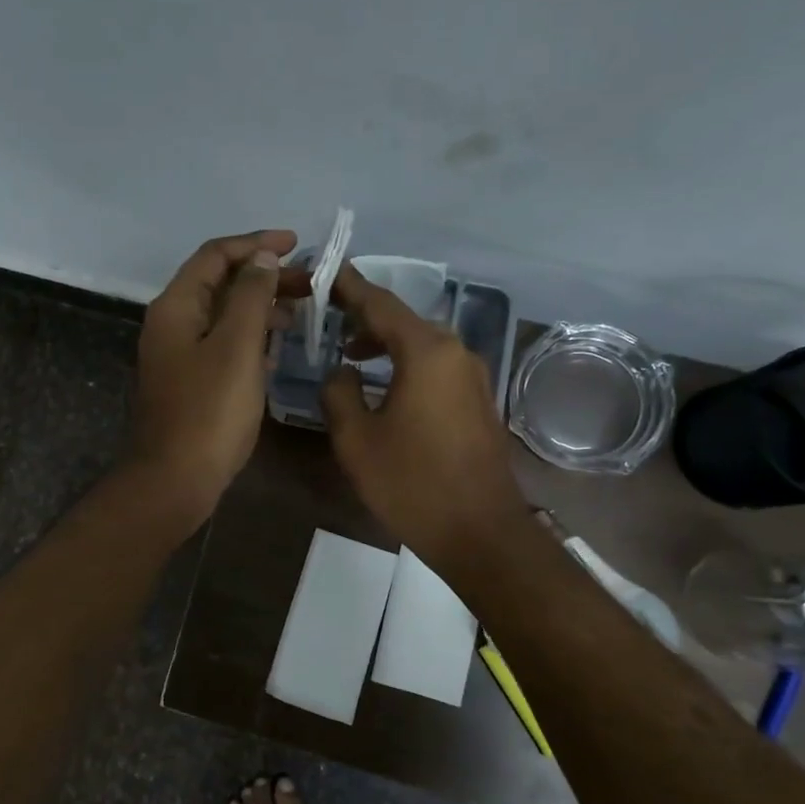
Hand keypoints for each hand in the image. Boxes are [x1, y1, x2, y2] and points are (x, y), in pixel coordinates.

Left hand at [128, 230, 307, 524]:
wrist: (175, 479)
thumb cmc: (209, 411)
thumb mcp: (236, 347)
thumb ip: (250, 296)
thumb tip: (261, 258)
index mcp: (176, 307)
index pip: (215, 256)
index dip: (255, 244)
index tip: (296, 245)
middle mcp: (172, 323)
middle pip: (220, 284)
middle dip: (264, 277)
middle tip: (310, 283)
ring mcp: (180, 355)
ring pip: (224, 316)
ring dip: (261, 307)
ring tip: (302, 312)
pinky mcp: (191, 382)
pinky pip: (224, 345)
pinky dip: (251, 337)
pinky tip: (277, 347)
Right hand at [321, 263, 528, 577]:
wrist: (480, 532)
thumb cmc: (412, 483)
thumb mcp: (356, 440)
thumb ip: (338, 393)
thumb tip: (341, 371)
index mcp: (426, 352)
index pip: (378, 303)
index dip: (347, 287)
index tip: (323, 271)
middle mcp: (455, 352)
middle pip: (402, 320)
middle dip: (363, 317)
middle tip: (326, 319)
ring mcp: (473, 376)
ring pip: (420, 343)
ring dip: (384, 343)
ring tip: (349, 354)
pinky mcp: (478, 400)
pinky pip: (435, 366)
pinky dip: (406, 363)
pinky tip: (384, 384)